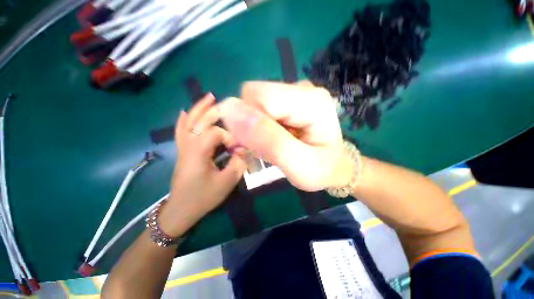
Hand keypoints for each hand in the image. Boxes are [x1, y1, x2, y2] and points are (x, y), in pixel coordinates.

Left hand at [160, 94, 246, 236]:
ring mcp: (183, 147)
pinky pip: (181, 131)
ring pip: (189, 122)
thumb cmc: (203, 197)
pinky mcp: (182, 151)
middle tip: (226, 103)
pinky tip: (185, 111)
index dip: (229, 136)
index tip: (237, 148)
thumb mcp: (226, 183)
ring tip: (208, 97)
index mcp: (199, 152)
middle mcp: (189, 145)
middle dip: (214, 111)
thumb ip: (238, 164)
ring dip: (199, 109)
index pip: (215, 133)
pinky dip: (183, 120)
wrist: (181, 210)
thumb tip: (244, 150)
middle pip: (200, 121)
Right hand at [220, 81, 353, 191]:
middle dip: (249, 124)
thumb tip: (229, 110)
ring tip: (269, 145)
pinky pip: (258, 107)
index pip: (259, 96)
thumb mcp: (297, 165)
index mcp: (312, 101)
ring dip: (253, 127)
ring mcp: (294, 92)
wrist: (333, 165)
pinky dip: (257, 126)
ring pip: (253, 102)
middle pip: (254, 96)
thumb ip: (267, 140)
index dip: (248, 121)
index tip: (252, 146)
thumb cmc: (320, 170)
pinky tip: (270, 138)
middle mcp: (303, 89)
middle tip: (262, 148)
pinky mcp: (287, 100)